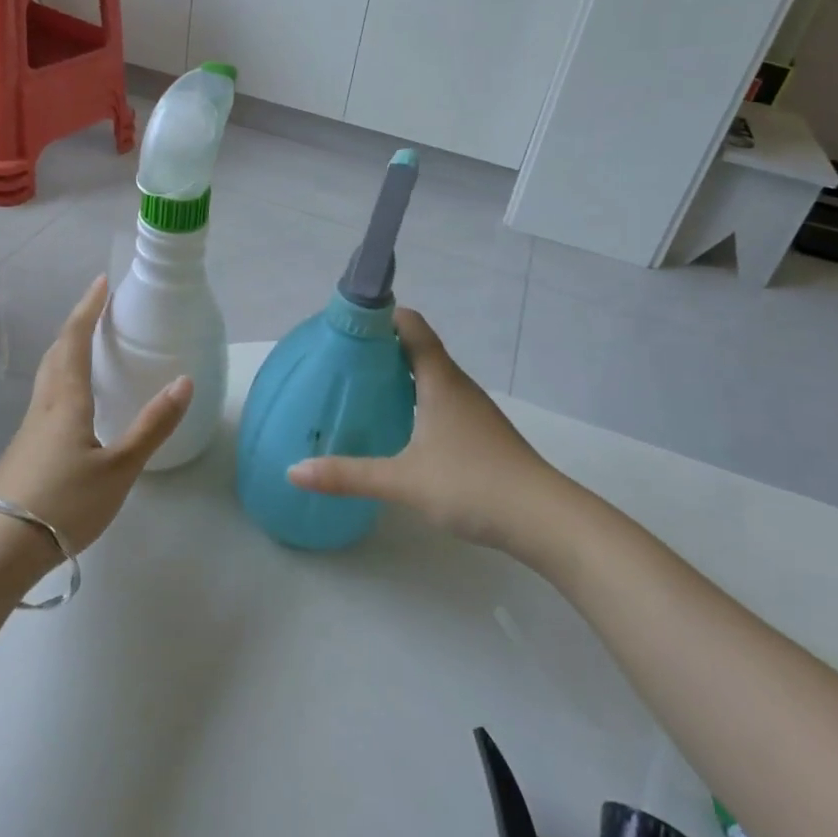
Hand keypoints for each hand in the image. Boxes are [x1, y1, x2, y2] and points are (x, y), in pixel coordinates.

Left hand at [0, 275, 192, 554]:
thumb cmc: (65, 502)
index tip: (102, 282)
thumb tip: (184, 381)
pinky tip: (74, 403)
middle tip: (98, 309)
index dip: (89, 308)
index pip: (75, 340)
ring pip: (48, 376)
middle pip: (57, 353)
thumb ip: (153, 426)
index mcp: (66, 400)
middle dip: (76, 325)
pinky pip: (46, 398)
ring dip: (66, 351)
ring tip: (87, 347)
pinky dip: (62, 380)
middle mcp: (44, 405)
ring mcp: (29, 429)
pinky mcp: (25, 450)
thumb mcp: (120, 468)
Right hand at [287, 308, 568, 550]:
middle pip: (418, 349)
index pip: (412, 327)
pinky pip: (440, 401)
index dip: (382, 316)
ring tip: (362, 388)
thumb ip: (348, 475)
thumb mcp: (402, 481)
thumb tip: (293, 471)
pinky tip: (398, 426)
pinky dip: (415, 400)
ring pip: (431, 378)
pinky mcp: (480, 433)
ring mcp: (473, 410)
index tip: (347, 322)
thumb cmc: (472, 485)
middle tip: (342, 359)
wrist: (544, 520)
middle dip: (381, 348)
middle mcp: (457, 386)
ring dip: (399, 375)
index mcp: (440, 381)